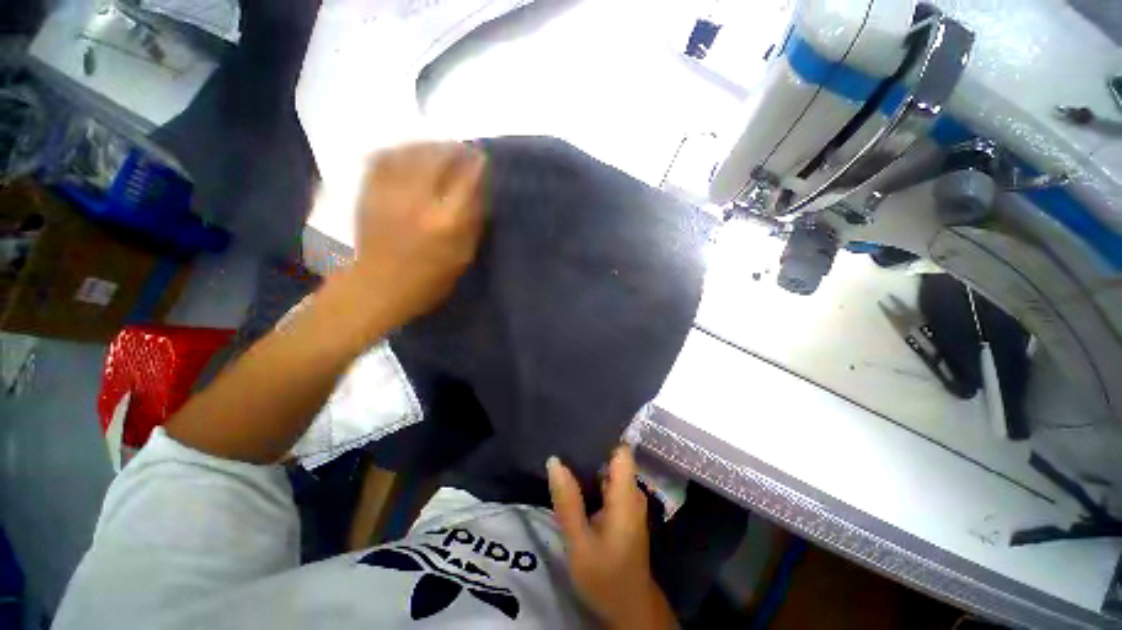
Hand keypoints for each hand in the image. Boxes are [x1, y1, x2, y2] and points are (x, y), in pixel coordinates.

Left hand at [352, 142, 485, 327]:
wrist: (378, 286)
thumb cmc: (428, 280)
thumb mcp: (462, 257)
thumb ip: (473, 223)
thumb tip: (479, 192)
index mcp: (446, 220)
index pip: (467, 179)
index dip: (476, 164)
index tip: (482, 158)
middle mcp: (419, 199)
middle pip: (438, 157)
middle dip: (453, 148)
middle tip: (462, 149)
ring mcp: (390, 192)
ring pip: (412, 152)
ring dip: (429, 145)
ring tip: (439, 148)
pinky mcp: (369, 191)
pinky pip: (384, 157)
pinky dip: (400, 150)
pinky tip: (408, 152)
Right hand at [547, 448, 675, 629]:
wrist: (628, 608)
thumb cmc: (605, 577)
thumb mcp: (580, 544)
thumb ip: (568, 502)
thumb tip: (554, 461)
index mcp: (626, 496)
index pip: (621, 451)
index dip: (604, 435)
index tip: (581, 424)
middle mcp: (632, 493)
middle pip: (613, 458)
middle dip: (591, 448)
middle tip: (564, 437)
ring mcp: (629, 502)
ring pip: (609, 471)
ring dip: (590, 463)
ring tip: (565, 451)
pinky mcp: (623, 510)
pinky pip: (608, 484)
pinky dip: (592, 478)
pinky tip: (573, 476)